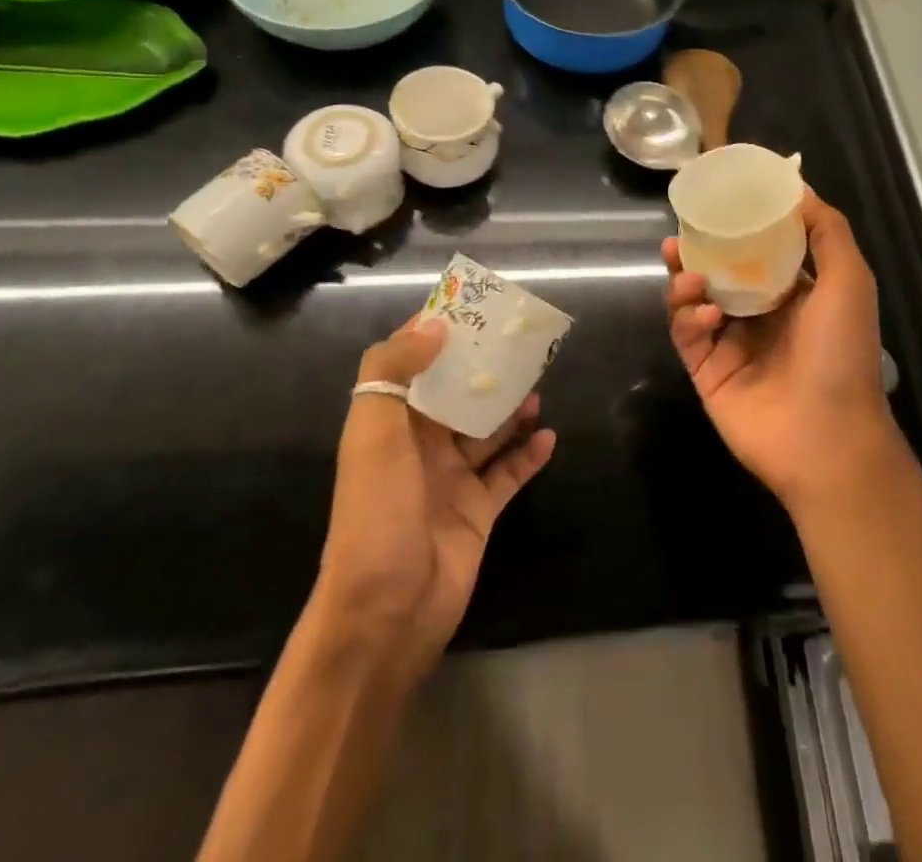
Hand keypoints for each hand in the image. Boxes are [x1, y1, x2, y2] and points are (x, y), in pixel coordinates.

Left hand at [313, 318, 555, 683]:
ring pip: (487, 431)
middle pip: (456, 395)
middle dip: (483, 369)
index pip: (410, 365)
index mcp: (389, 425)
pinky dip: (528, 455)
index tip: (469, 306)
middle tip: (520, 344)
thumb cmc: (376, 515)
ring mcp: (451, 480)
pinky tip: (550, 436)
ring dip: (510, 408)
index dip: (434, 334)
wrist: (385, 615)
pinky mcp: (478, 512)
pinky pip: (508, 474)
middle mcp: (419, 447)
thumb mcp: (372, 436)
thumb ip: (393, 373)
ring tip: (539, 385)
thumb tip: (433, 326)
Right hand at [664, 191, 908, 520]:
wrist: (827, 439)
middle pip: (719, 271)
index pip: (758, 250)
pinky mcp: (707, 371)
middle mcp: (760, 315)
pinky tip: (705, 314)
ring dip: (686, 280)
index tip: (719, 200)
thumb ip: (827, 231)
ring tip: (687, 271)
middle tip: (680, 234)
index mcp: (794, 293)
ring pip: (694, 300)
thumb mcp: (849, 280)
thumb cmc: (842, 353)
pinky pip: (687, 335)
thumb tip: (798, 187)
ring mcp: (731, 344)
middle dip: (698, 251)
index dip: (738, 225)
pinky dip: (689, 317)